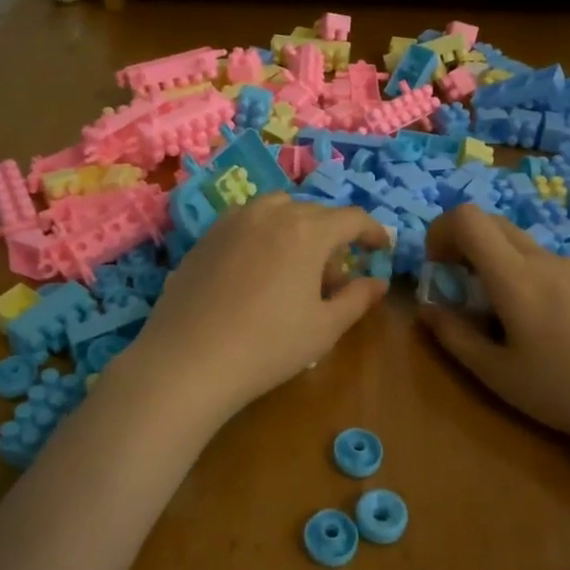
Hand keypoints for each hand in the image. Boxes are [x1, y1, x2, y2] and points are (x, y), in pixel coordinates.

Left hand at [125, 195, 391, 421]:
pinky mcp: (205, 237)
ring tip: (295, 266)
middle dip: (333, 236)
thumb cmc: (268, 345)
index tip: (381, 249)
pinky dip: (264, 234)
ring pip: (277, 210)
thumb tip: (377, 282)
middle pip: (314, 213)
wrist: (188, 360)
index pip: (351, 218)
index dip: (373, 232)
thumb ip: (357, 299)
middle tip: (336, 275)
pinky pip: (246, 222)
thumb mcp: (324, 328)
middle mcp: (270, 213)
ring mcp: (232, 221)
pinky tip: (258, 270)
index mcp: (307, 230)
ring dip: (296, 228)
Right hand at [418, 205, 569, 470]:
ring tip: (504, 316)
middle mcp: (545, 259)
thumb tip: (427, 308)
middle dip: (464, 244)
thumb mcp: (497, 374)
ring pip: (522, 245)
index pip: (468, 218)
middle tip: (459, 287)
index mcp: (516, 277)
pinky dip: (527, 276)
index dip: (441, 231)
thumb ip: (454, 336)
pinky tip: (546, 326)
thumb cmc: (566, 392)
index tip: (436, 268)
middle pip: (493, 223)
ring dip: (496, 263)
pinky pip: (549, 264)